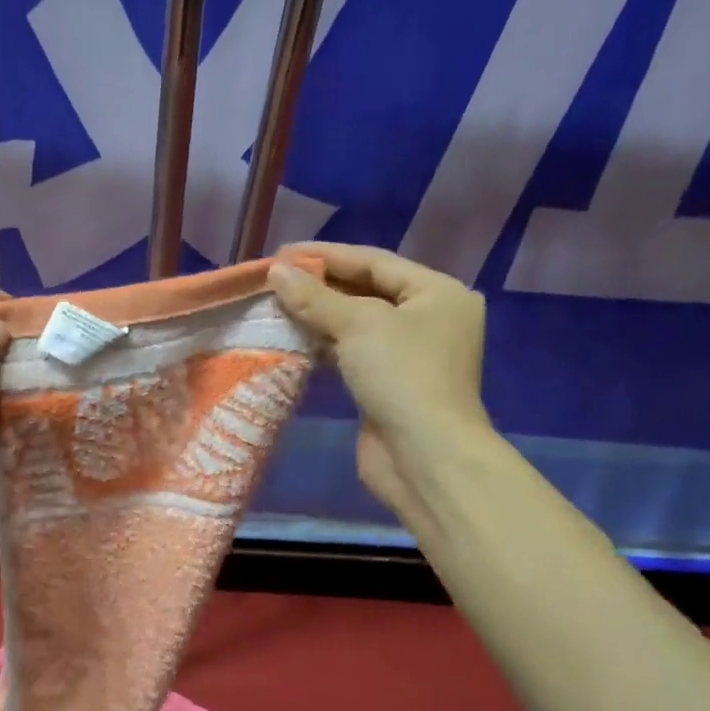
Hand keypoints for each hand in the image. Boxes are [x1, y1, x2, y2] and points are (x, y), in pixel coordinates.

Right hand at [268, 243, 492, 514]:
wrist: (424, 457)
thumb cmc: (401, 376)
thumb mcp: (358, 325)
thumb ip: (315, 297)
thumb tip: (275, 272)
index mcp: (436, 293)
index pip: (374, 261)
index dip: (326, 255)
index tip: (281, 253)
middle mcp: (427, 319)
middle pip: (365, 291)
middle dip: (319, 286)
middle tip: (272, 280)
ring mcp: (408, 355)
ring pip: (355, 324)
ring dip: (317, 316)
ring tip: (274, 306)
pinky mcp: (388, 384)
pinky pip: (351, 353)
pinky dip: (323, 345)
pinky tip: (292, 339)